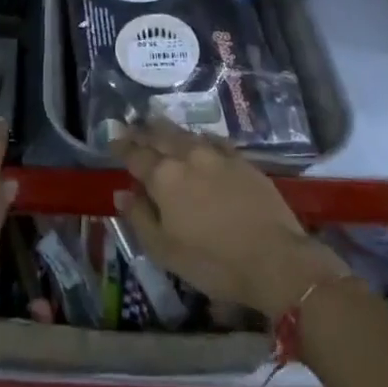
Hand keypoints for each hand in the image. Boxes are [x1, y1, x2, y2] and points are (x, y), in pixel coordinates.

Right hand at [112, 117, 349, 318]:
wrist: (274, 259)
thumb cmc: (213, 262)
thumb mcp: (166, 250)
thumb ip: (139, 218)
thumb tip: (121, 193)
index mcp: (163, 177)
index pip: (135, 155)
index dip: (121, 146)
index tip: (112, 139)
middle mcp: (186, 156)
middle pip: (159, 136)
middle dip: (143, 131)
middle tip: (132, 125)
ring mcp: (216, 154)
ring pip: (185, 133)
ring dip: (167, 128)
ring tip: (158, 124)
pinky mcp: (240, 160)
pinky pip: (213, 140)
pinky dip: (199, 137)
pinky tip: (198, 138)